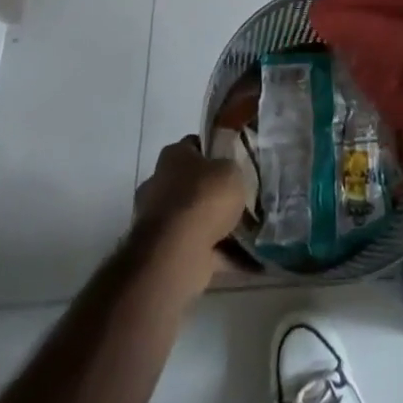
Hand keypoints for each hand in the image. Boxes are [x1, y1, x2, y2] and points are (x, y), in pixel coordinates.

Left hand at [134, 136, 248, 258]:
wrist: (177, 253)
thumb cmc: (203, 198)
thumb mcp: (231, 170)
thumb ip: (230, 170)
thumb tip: (228, 176)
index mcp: (172, 156)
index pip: (194, 145)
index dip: (214, 151)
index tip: (233, 162)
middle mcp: (158, 184)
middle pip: (190, 183)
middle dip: (210, 192)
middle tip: (237, 198)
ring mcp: (157, 221)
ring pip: (192, 218)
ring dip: (212, 225)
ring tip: (244, 230)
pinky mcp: (162, 252)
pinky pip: (196, 248)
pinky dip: (217, 254)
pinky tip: (242, 257)